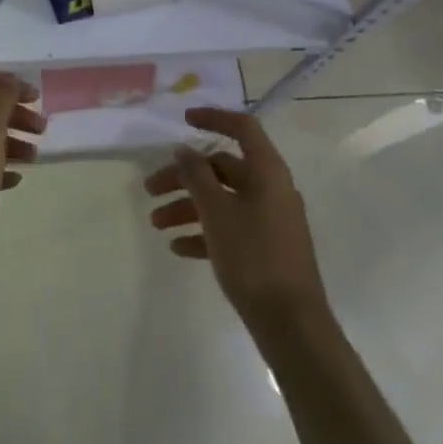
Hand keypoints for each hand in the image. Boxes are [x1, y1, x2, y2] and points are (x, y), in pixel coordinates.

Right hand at [145, 107, 330, 335]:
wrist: (292, 325)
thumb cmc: (253, 256)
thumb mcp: (216, 211)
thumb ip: (197, 175)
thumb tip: (184, 149)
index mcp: (267, 171)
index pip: (242, 127)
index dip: (213, 118)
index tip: (183, 121)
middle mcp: (271, 189)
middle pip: (222, 168)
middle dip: (185, 177)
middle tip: (150, 189)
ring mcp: (270, 220)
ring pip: (223, 200)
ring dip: (188, 206)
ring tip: (156, 223)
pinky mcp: (266, 249)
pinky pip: (230, 228)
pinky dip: (204, 232)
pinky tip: (178, 248)